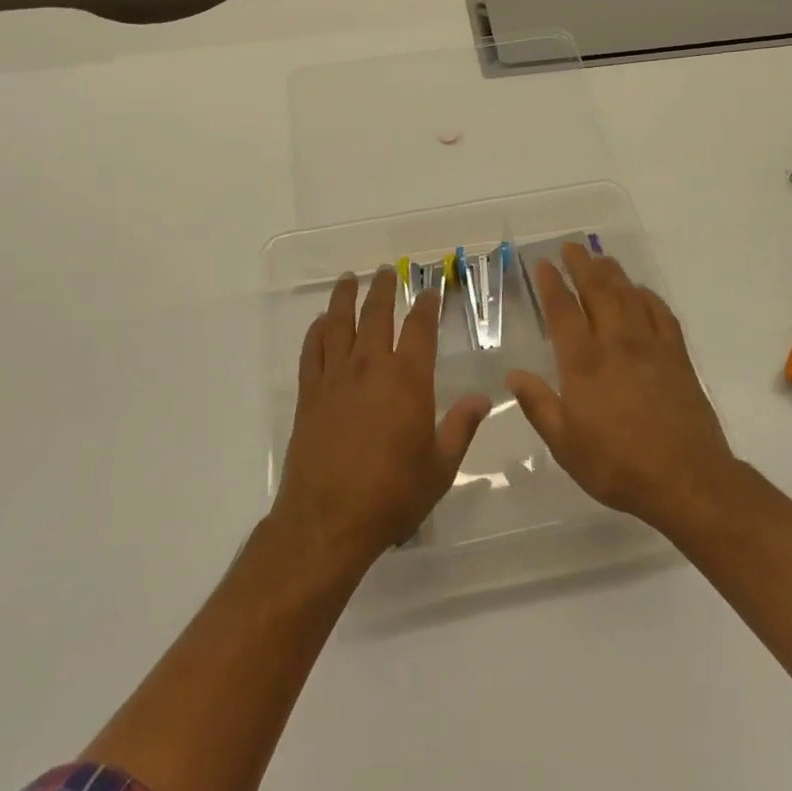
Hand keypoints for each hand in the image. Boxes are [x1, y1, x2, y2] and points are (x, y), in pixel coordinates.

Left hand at [274, 267, 491, 569]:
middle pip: (376, 315)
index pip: (420, 329)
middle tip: (387, 270)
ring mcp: (335, 378)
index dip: (427, 306)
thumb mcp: (440, 466)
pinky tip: (321, 322)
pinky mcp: (309, 394)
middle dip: (384, 289)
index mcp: (407, 379)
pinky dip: (317, 331)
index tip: (430, 290)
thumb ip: (461, 427)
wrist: (328, 520)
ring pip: (340, 324)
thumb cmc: (392, 494)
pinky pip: (312, 351)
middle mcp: (370, 367)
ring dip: (345, 298)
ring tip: (349, 278)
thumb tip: (483, 397)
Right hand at [506, 243, 734, 534]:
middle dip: (582, 265)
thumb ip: (538, 405)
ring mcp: (650, 346)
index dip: (552, 284)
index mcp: (583, 362)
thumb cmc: (616, 465)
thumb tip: (512, 375)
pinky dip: (648, 296)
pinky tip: (641, 292)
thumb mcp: (564, 444)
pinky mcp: (677, 356)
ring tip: (601, 258)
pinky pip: (661, 313)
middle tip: (572, 247)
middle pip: (597, 291)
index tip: (544, 264)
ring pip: (629, 296)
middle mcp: (616, 343)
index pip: (563, 311)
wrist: (686, 479)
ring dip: (613, 273)